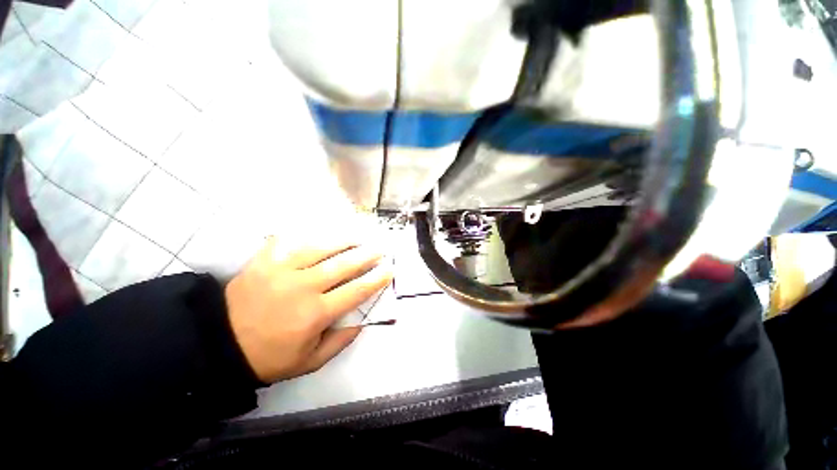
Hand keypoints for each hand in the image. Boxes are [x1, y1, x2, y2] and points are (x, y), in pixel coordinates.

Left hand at [225, 236, 391, 383]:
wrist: (219, 343)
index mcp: (315, 314)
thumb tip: (361, 321)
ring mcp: (282, 271)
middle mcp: (303, 287)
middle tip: (379, 248)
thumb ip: (339, 342)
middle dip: (366, 255)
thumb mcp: (309, 361)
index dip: (376, 279)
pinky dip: (306, 235)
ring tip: (358, 237)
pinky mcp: (265, 261)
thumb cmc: (269, 356)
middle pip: (343, 265)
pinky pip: (290, 241)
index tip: (389, 270)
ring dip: (343, 241)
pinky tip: (321, 232)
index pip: (355, 291)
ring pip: (321, 248)